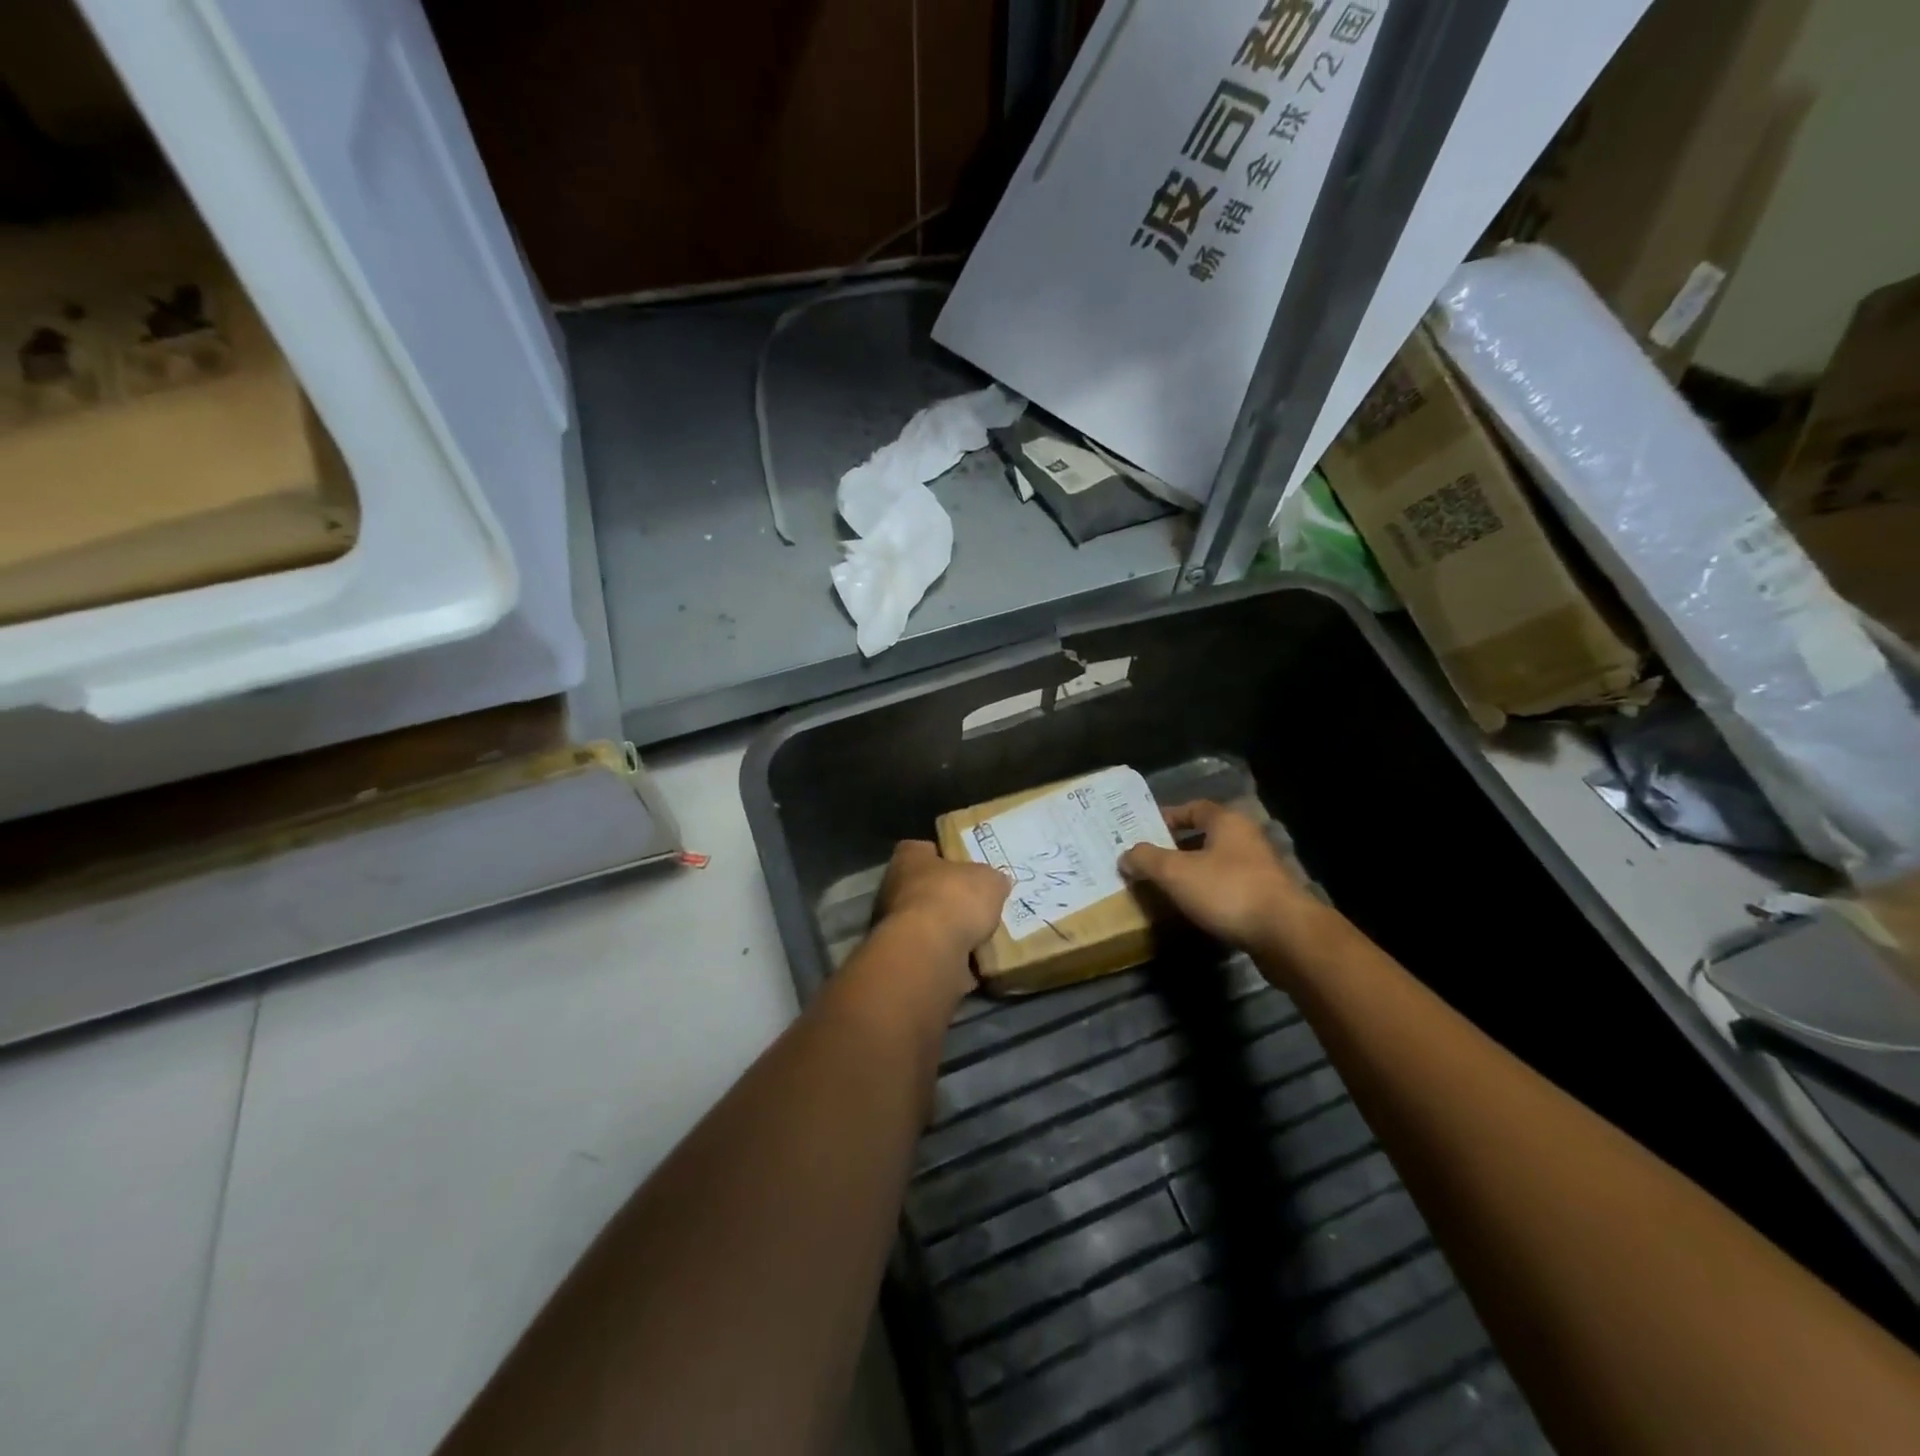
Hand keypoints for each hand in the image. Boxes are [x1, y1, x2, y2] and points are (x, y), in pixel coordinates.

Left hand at [876, 841, 1010, 962]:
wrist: (929, 952)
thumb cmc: (954, 898)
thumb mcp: (988, 880)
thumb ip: (992, 879)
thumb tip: (997, 882)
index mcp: (908, 859)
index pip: (921, 849)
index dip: (942, 855)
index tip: (963, 865)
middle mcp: (893, 888)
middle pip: (922, 887)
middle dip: (946, 896)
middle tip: (975, 903)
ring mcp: (893, 926)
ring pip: (925, 923)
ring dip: (946, 930)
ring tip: (979, 935)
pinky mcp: (902, 957)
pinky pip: (930, 953)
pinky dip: (947, 956)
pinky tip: (971, 961)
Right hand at [1120, 801, 1318, 953]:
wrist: (1285, 935)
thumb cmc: (1227, 891)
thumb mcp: (1175, 872)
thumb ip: (1146, 859)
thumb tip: (1125, 855)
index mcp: (1227, 822)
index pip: (1193, 808)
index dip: (1167, 816)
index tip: (1145, 831)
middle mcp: (1247, 839)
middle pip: (1205, 836)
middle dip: (1176, 848)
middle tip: (1149, 861)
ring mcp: (1261, 869)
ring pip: (1217, 864)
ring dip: (1193, 873)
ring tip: (1166, 888)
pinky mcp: (1267, 899)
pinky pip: (1229, 888)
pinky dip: (1209, 894)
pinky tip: (1194, 910)